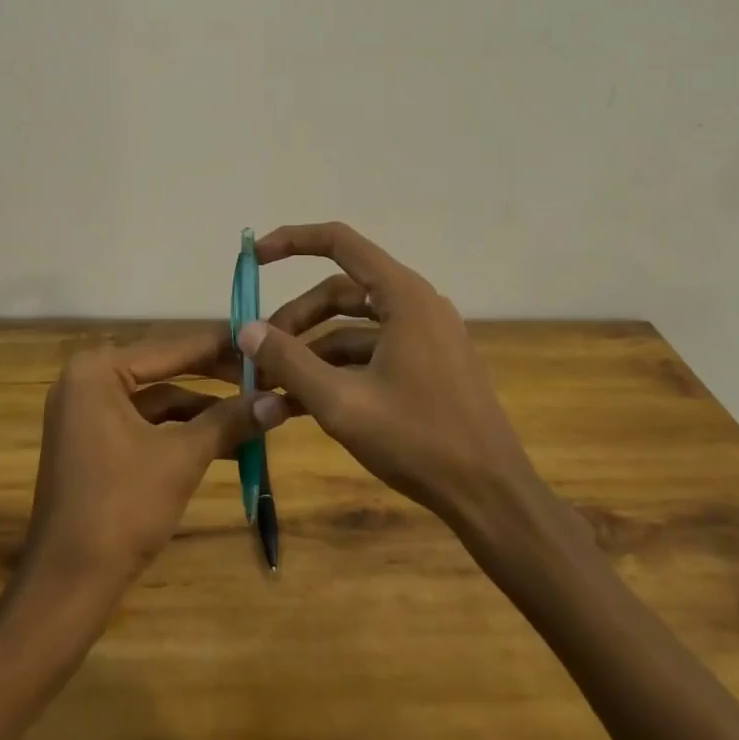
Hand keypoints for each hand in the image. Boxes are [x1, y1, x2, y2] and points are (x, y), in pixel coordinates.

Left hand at [23, 330, 291, 587]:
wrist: (67, 585)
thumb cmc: (122, 509)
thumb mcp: (181, 458)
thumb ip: (229, 421)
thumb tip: (280, 400)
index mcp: (97, 370)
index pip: (171, 347)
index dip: (220, 345)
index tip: (261, 338)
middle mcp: (87, 379)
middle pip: (164, 369)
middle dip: (214, 378)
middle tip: (264, 373)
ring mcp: (86, 411)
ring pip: (157, 399)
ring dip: (202, 409)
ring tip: (254, 410)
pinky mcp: (93, 441)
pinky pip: (144, 423)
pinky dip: (180, 430)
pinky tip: (224, 440)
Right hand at [240, 222, 544, 529]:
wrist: (492, 498)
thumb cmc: (419, 442)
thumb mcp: (342, 403)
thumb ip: (289, 361)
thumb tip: (246, 328)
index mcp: (402, 295)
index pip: (339, 241)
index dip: (292, 241)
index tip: (254, 258)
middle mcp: (415, 303)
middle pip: (340, 291)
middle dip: (296, 318)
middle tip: (260, 352)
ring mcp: (424, 335)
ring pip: (353, 324)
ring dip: (312, 347)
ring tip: (274, 383)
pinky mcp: (428, 364)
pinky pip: (371, 349)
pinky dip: (338, 366)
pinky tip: (304, 401)